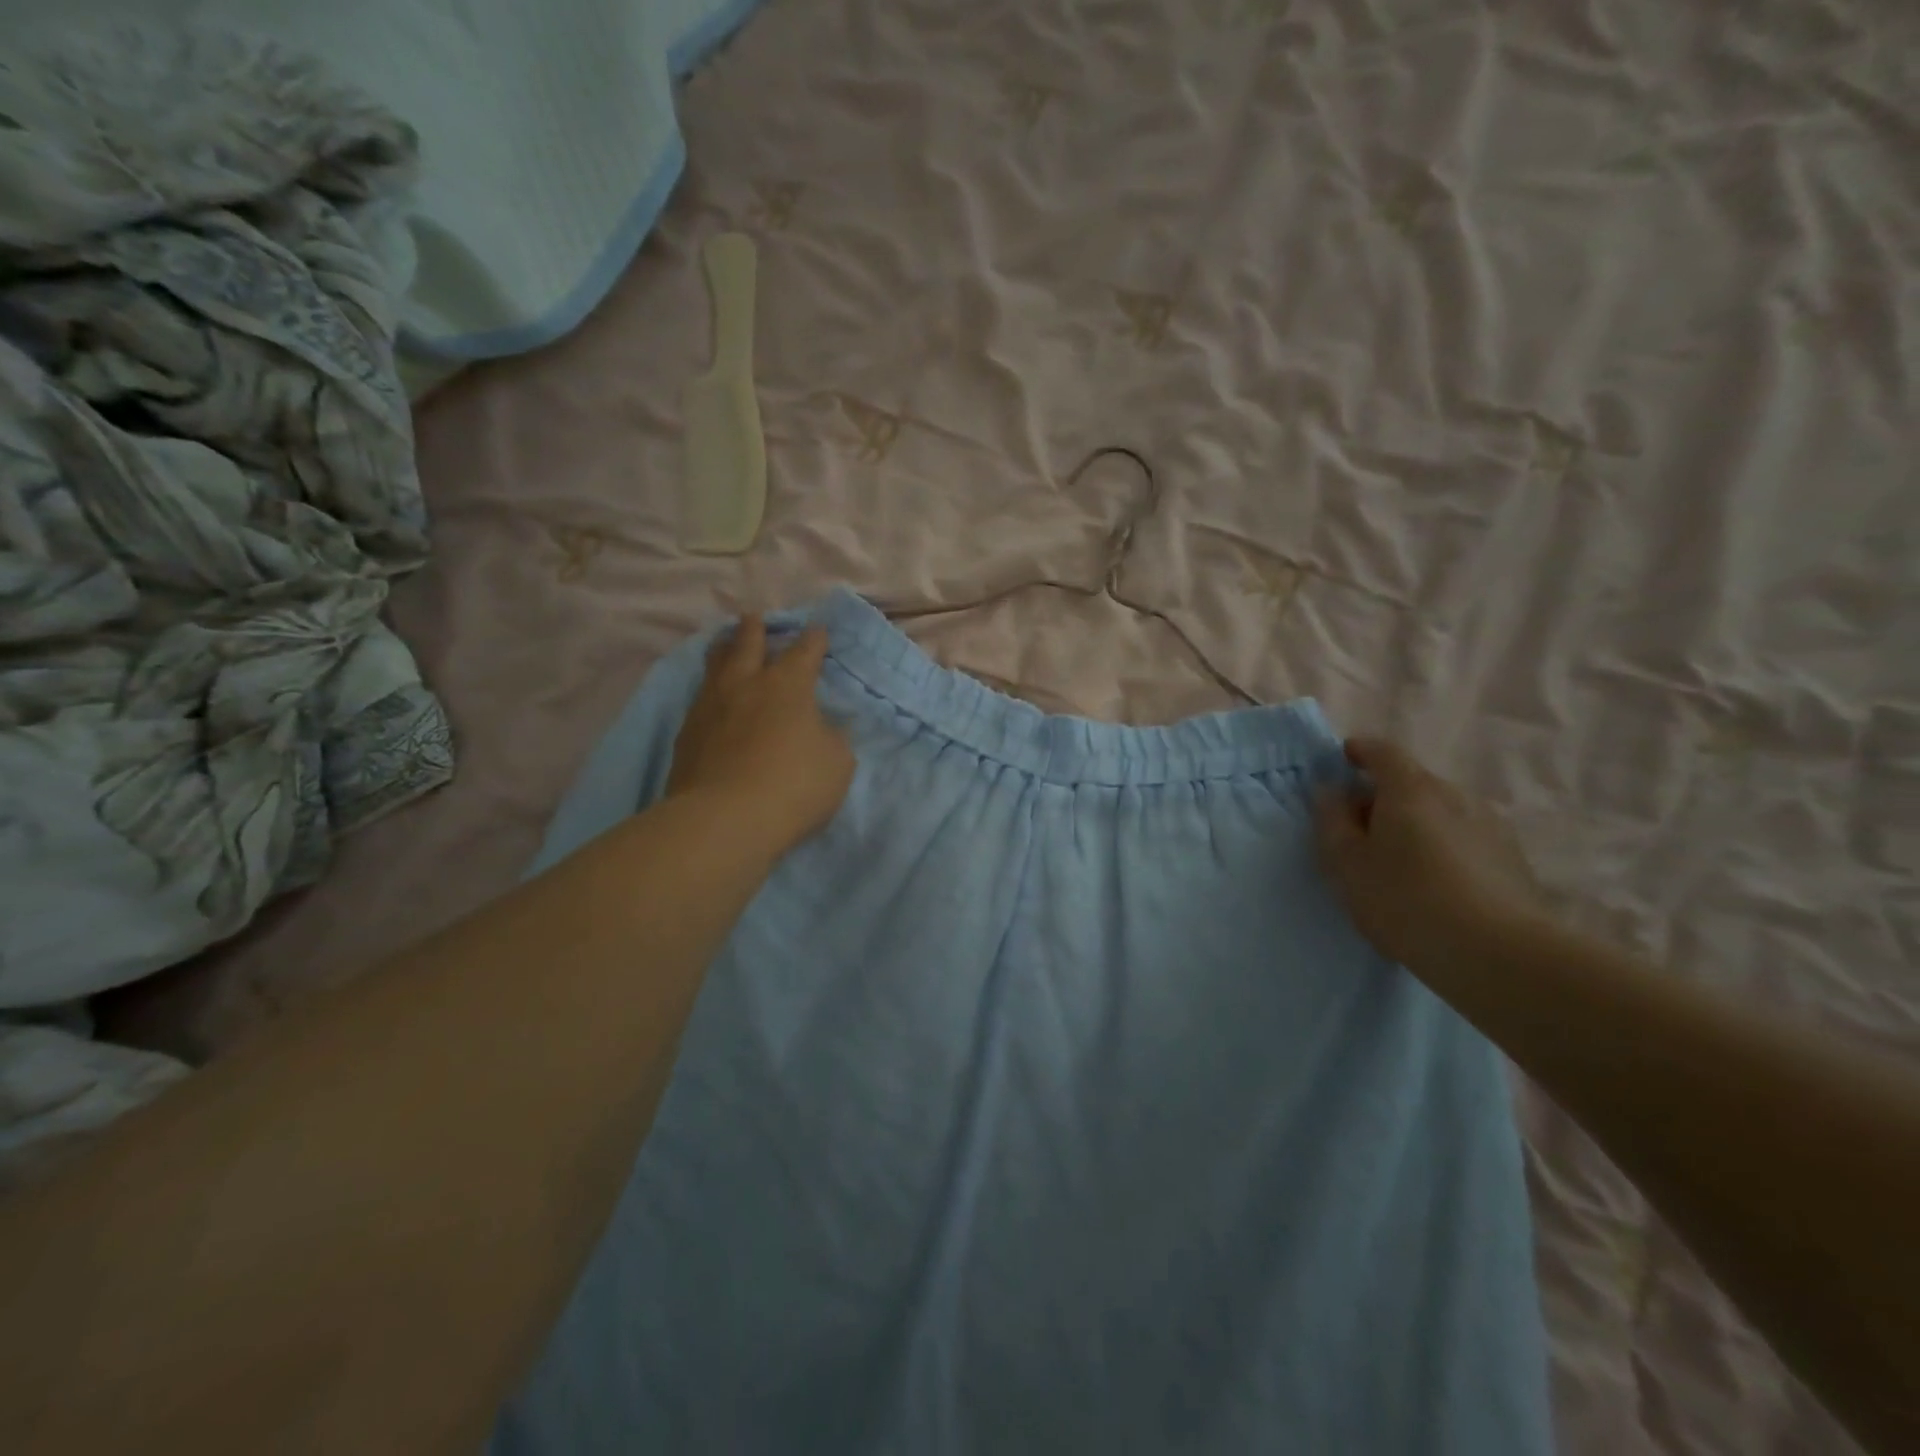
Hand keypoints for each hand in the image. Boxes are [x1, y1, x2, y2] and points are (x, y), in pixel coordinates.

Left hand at [667, 616, 854, 854]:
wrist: (725, 820)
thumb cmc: (794, 786)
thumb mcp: (837, 763)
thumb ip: (832, 737)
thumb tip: (824, 726)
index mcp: (787, 686)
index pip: (804, 652)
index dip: (814, 640)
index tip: (818, 631)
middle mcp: (745, 686)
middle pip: (747, 645)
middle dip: (755, 629)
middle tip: (753, 617)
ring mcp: (709, 708)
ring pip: (714, 667)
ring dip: (723, 650)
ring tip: (723, 643)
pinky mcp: (686, 736)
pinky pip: (699, 700)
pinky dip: (708, 691)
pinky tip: (709, 698)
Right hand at [1315, 738, 1549, 974]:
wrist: (1498, 954)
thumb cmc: (1404, 899)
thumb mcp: (1346, 863)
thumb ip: (1332, 820)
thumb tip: (1331, 791)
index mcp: (1410, 789)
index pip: (1382, 751)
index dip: (1360, 751)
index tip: (1344, 760)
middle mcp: (1455, 795)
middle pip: (1412, 782)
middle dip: (1384, 796)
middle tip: (1360, 829)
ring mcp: (1490, 825)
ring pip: (1441, 811)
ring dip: (1416, 824)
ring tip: (1399, 862)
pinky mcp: (1512, 859)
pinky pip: (1465, 838)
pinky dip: (1443, 847)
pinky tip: (1436, 884)